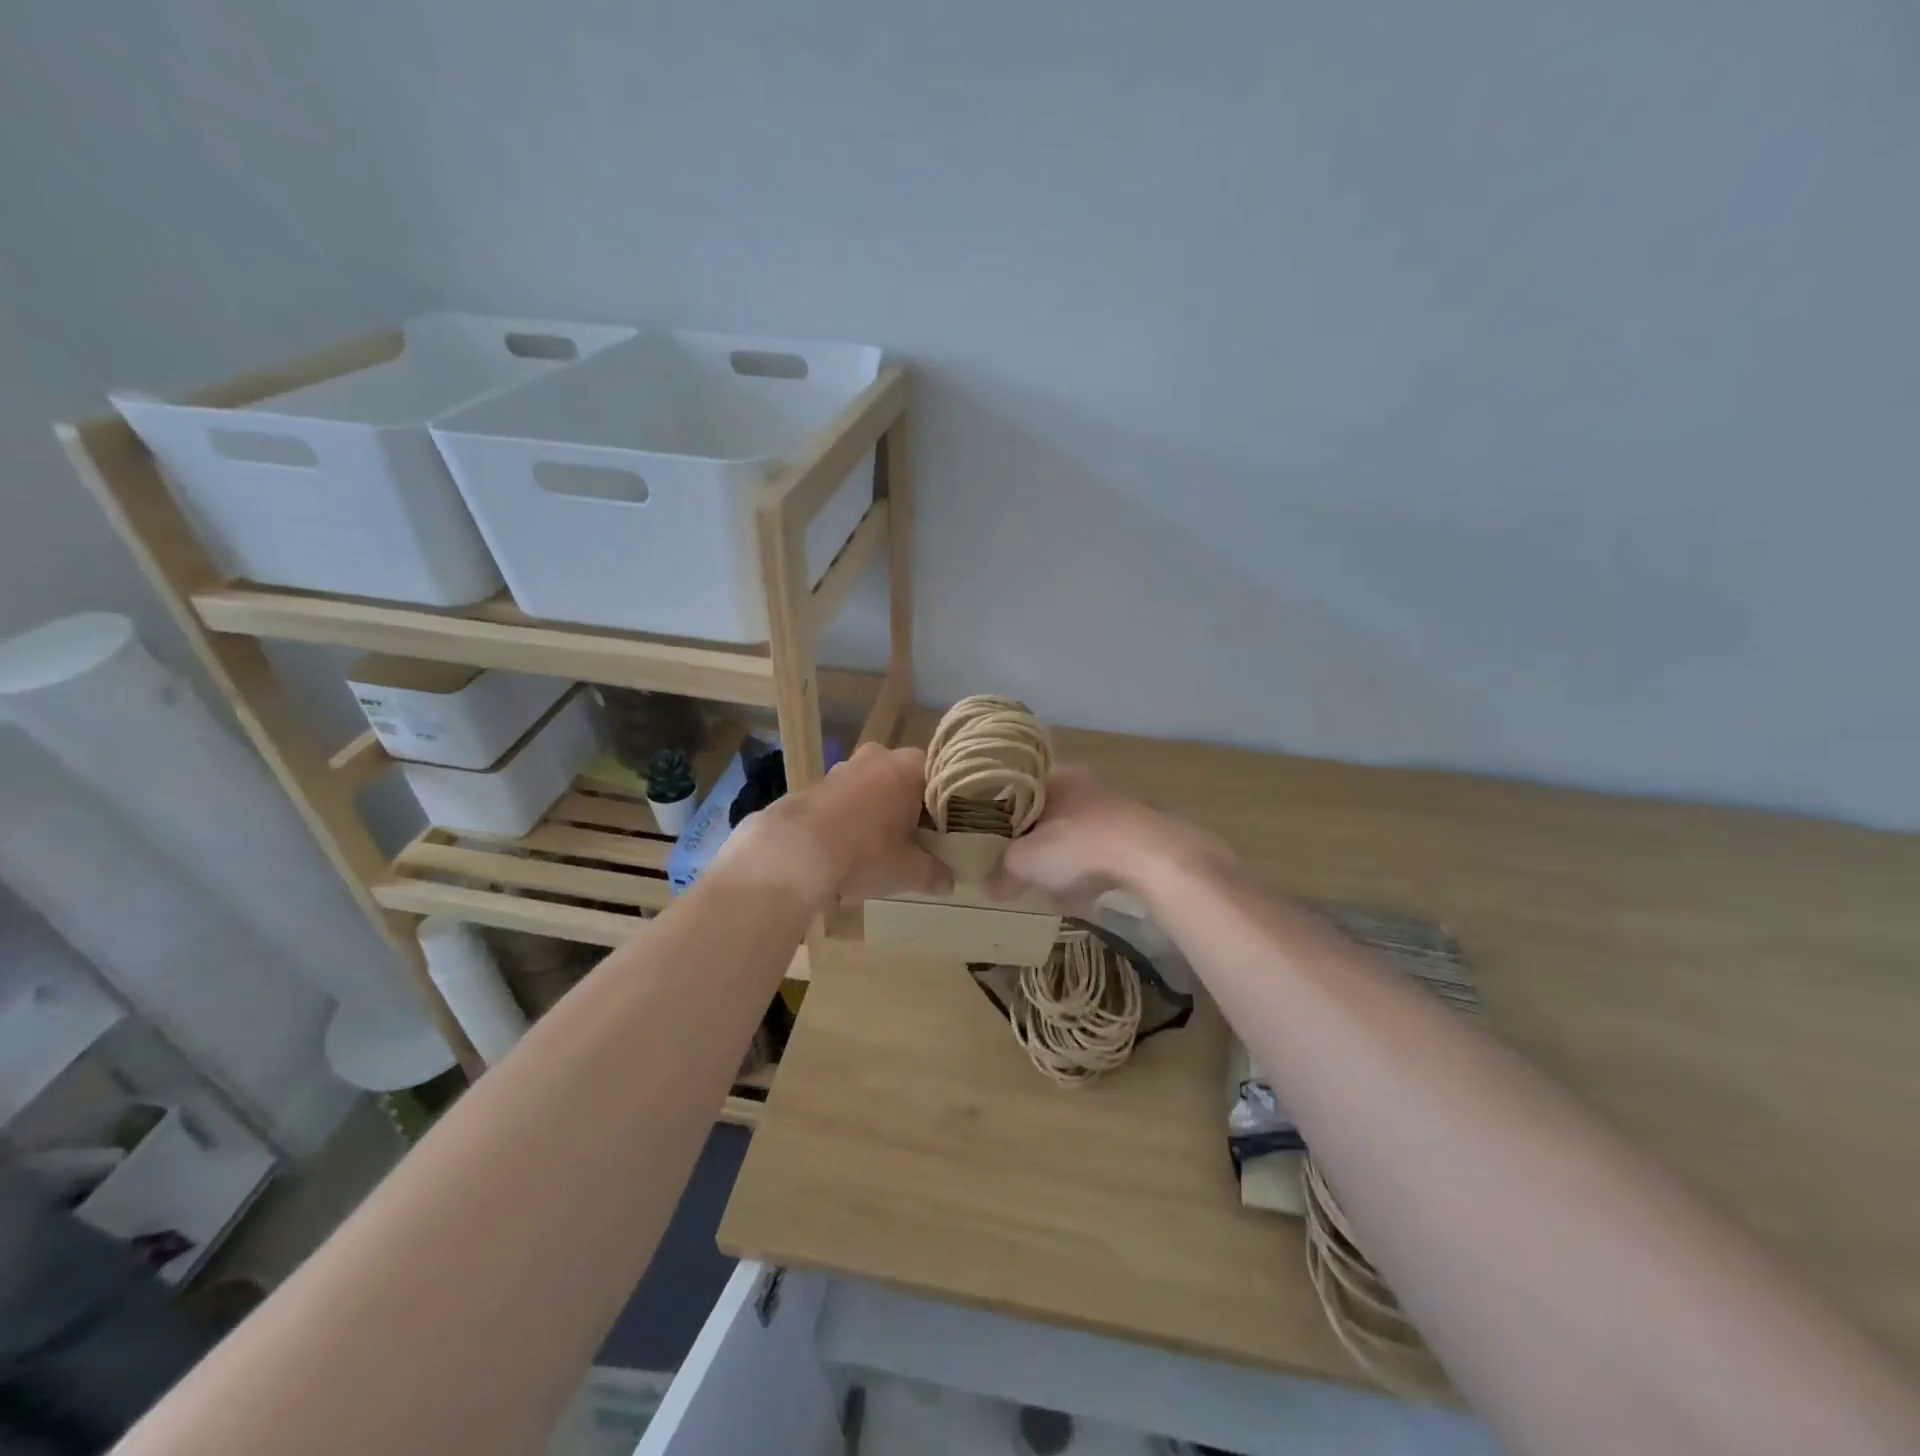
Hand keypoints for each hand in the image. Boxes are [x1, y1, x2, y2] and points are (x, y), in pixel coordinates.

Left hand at [721, 743, 950, 903]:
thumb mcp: (908, 870)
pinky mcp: (814, 784)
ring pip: (871, 787)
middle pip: (903, 779)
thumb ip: (933, 873)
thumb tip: (949, 883)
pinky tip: (846, 846)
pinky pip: (843, 798)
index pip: (938, 776)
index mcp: (909, 766)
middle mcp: (878, 756)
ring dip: (876, 810)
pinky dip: (848, 816)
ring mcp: (842, 767)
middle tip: (913, 838)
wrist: (794, 851)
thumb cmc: (865, 851)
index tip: (942, 829)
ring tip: (878, 846)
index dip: (942, 804)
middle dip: (907, 805)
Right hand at [994, 767, 1229, 911]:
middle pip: (1048, 817)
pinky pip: (1104, 855)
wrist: (1151, 857)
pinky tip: (1086, 899)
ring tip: (1055, 894)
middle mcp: (1086, 784)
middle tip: (1023, 874)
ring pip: (1077, 837)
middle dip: (1036, 848)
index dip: (1003, 819)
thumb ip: (1002, 872)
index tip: (994, 845)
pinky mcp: (1141, 834)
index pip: (1018, 791)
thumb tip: (990, 888)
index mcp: (1054, 777)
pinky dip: (1092, 874)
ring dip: (1065, 865)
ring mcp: (1117, 808)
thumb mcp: (1023, 862)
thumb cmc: (1076, 846)